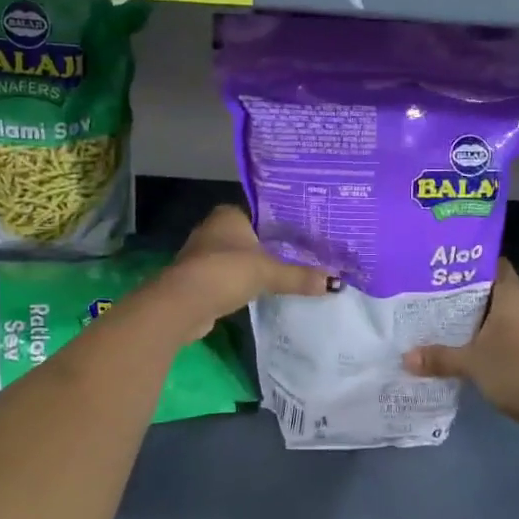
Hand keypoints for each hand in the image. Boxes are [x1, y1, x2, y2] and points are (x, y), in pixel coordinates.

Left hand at [164, 205, 335, 326]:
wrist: (183, 303)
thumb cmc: (226, 272)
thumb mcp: (268, 273)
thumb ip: (299, 276)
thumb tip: (334, 282)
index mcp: (228, 215)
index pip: (260, 215)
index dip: (280, 227)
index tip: (302, 238)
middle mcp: (213, 229)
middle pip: (249, 238)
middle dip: (268, 249)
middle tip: (300, 258)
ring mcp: (202, 254)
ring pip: (237, 259)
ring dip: (253, 268)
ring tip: (284, 276)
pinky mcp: (198, 279)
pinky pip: (227, 278)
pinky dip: (240, 284)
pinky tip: (258, 293)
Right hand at [403, 259, 518, 440]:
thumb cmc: (513, 371)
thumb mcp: (470, 363)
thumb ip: (439, 357)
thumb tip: (406, 358)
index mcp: (513, 296)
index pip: (496, 265)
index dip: (474, 264)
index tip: (450, 269)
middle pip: (498, 289)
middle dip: (473, 294)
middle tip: (442, 297)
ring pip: (508, 312)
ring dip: (487, 317)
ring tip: (455, 322)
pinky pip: (516, 332)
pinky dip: (499, 336)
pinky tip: (478, 347)